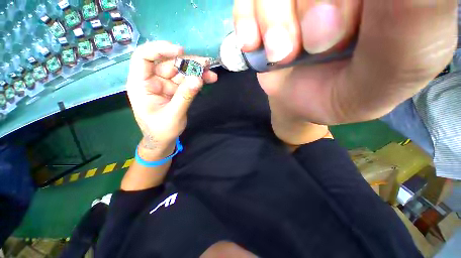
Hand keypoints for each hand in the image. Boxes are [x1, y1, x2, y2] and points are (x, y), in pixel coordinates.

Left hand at [126, 41, 217, 157]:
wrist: (163, 139)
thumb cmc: (161, 130)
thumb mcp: (173, 115)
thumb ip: (185, 97)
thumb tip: (198, 79)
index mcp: (141, 85)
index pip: (144, 57)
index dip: (160, 49)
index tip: (180, 51)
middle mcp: (152, 80)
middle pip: (168, 63)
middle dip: (188, 63)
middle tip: (206, 64)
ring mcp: (165, 84)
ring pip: (181, 71)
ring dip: (196, 71)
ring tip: (211, 73)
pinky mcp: (175, 89)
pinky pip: (187, 81)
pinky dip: (198, 79)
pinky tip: (209, 79)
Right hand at [234, 0, 457, 123]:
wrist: (303, 101)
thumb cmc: (348, 93)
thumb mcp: (390, 75)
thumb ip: (413, 26)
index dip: (346, 0)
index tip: (341, 33)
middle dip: (311, 6)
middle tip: (315, 44)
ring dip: (274, 21)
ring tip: (281, 54)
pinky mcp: (262, 10)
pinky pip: (245, 1)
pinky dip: (245, 20)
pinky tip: (253, 45)